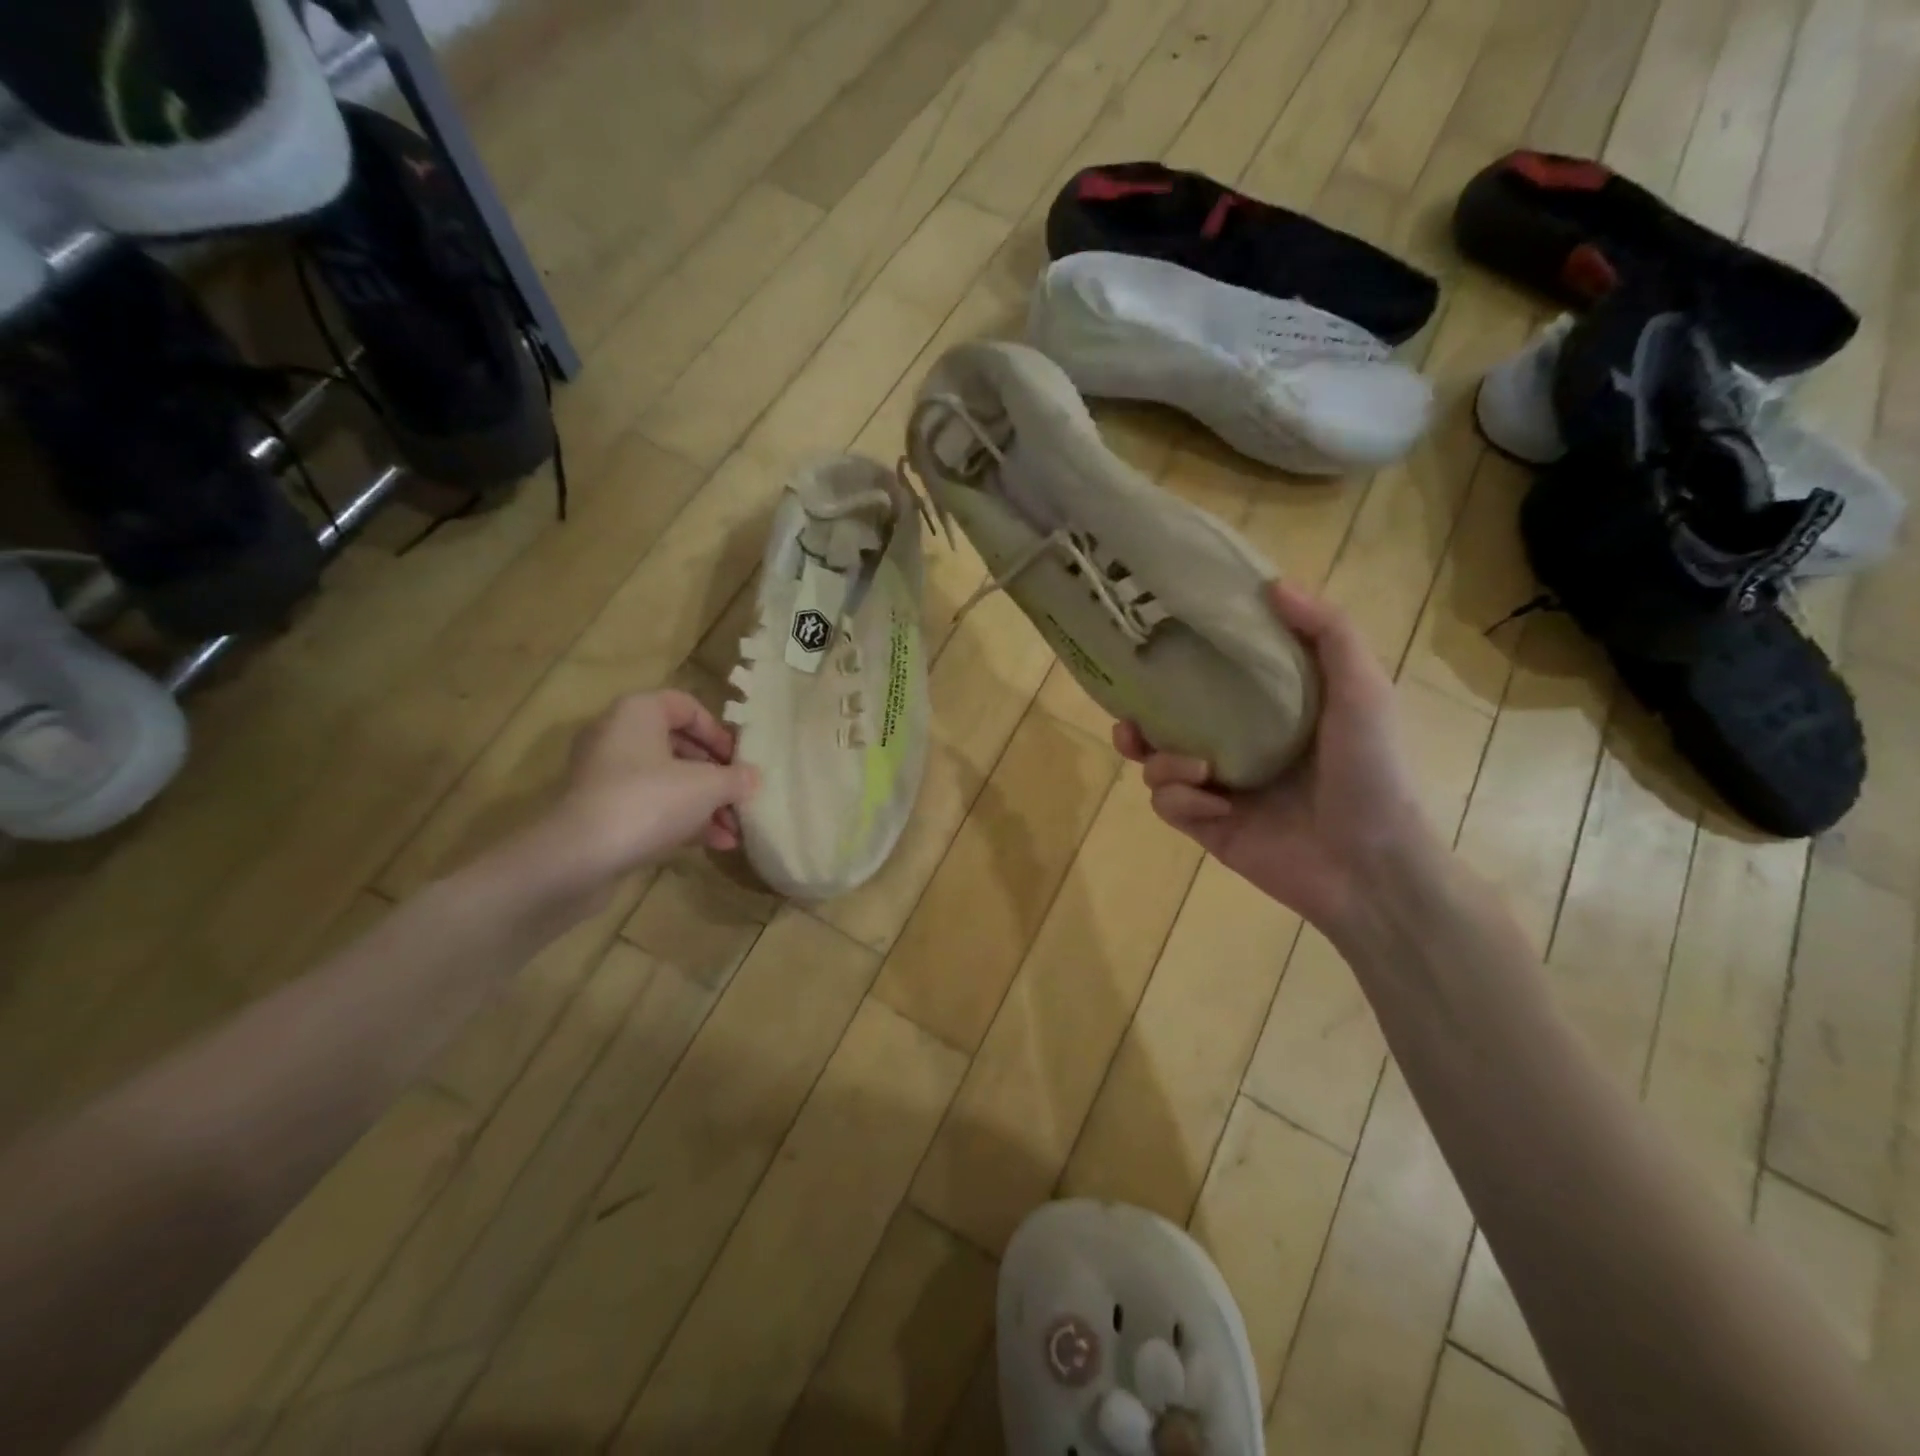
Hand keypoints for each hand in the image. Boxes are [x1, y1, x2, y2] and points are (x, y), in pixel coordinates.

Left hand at [532, 690, 759, 895]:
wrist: (577, 858)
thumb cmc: (648, 802)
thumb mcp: (707, 787)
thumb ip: (736, 778)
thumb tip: (754, 778)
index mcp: (638, 713)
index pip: (686, 706)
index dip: (718, 731)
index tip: (740, 759)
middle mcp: (617, 737)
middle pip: (679, 747)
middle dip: (717, 775)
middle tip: (741, 795)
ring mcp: (605, 777)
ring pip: (667, 781)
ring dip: (705, 803)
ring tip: (736, 829)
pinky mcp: (601, 813)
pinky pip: (651, 807)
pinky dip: (682, 820)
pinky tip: (715, 844)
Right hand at [1116, 583, 1437, 932]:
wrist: (1369, 863)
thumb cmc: (1370, 770)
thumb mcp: (1362, 689)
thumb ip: (1327, 632)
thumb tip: (1274, 583)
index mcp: (1268, 713)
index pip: (1210, 680)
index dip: (1178, 664)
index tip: (1152, 645)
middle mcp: (1235, 747)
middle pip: (1167, 725)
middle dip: (1139, 720)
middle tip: (1129, 718)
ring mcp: (1218, 789)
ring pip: (1157, 765)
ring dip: (1163, 762)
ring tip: (1193, 768)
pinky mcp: (1206, 827)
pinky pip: (1168, 805)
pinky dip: (1183, 801)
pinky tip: (1217, 808)